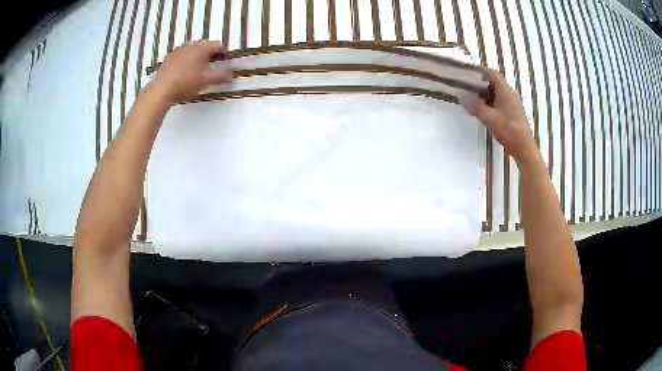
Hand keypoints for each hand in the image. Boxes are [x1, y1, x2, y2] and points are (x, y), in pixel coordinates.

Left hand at [150, 40, 233, 103]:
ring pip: (192, 50)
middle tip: (213, 64)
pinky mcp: (168, 58)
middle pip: (205, 46)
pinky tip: (184, 70)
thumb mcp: (206, 80)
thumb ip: (221, 76)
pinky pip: (181, 55)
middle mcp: (190, 45)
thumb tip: (233, 74)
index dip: (224, 53)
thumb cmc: (186, 83)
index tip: (226, 61)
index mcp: (202, 48)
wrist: (161, 90)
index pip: (218, 46)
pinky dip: (186, 59)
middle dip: (210, 53)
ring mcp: (178, 51)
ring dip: (197, 56)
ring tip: (198, 68)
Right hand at [462, 69, 537, 164]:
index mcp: (505, 91)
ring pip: (494, 93)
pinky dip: (488, 103)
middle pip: (492, 82)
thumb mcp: (490, 118)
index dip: (479, 71)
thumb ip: (476, 106)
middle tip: (465, 88)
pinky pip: (497, 102)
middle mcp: (509, 94)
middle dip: (479, 84)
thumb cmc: (509, 130)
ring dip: (483, 95)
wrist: (524, 148)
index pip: (492, 73)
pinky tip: (480, 111)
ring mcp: (511, 103)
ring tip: (470, 99)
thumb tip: (462, 96)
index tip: (467, 74)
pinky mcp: (511, 112)